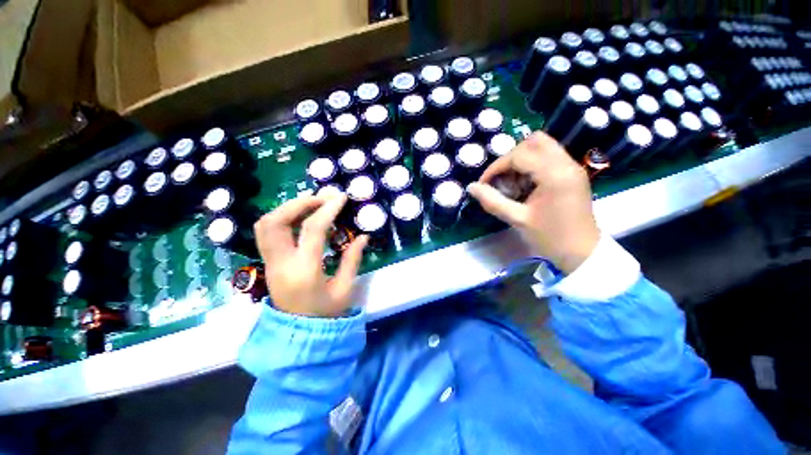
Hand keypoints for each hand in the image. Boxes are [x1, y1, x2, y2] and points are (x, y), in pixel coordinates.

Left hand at [253, 193, 367, 316]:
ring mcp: (270, 263)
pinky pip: (267, 232)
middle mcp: (281, 263)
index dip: (327, 210)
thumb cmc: (325, 314)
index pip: (312, 230)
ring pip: (266, 225)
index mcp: (304, 271)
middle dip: (300, 203)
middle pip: (276, 222)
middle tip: (322, 197)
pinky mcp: (268, 262)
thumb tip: (363, 236)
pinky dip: (282, 217)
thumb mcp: (345, 289)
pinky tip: (301, 216)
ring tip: (311, 203)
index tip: (341, 197)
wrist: (299, 335)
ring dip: (288, 208)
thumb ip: (353, 260)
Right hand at [468, 132, 599, 273]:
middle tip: (501, 178)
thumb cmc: (551, 238)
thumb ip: (492, 201)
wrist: (583, 254)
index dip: (496, 167)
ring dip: (521, 160)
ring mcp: (572, 167)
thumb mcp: (517, 220)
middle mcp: (566, 164)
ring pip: (542, 146)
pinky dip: (532, 165)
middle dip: (511, 158)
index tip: (484, 184)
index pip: (519, 155)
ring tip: (512, 183)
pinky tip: (525, 185)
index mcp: (555, 175)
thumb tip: (471, 187)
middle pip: (534, 141)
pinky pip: (549, 157)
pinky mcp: (573, 174)